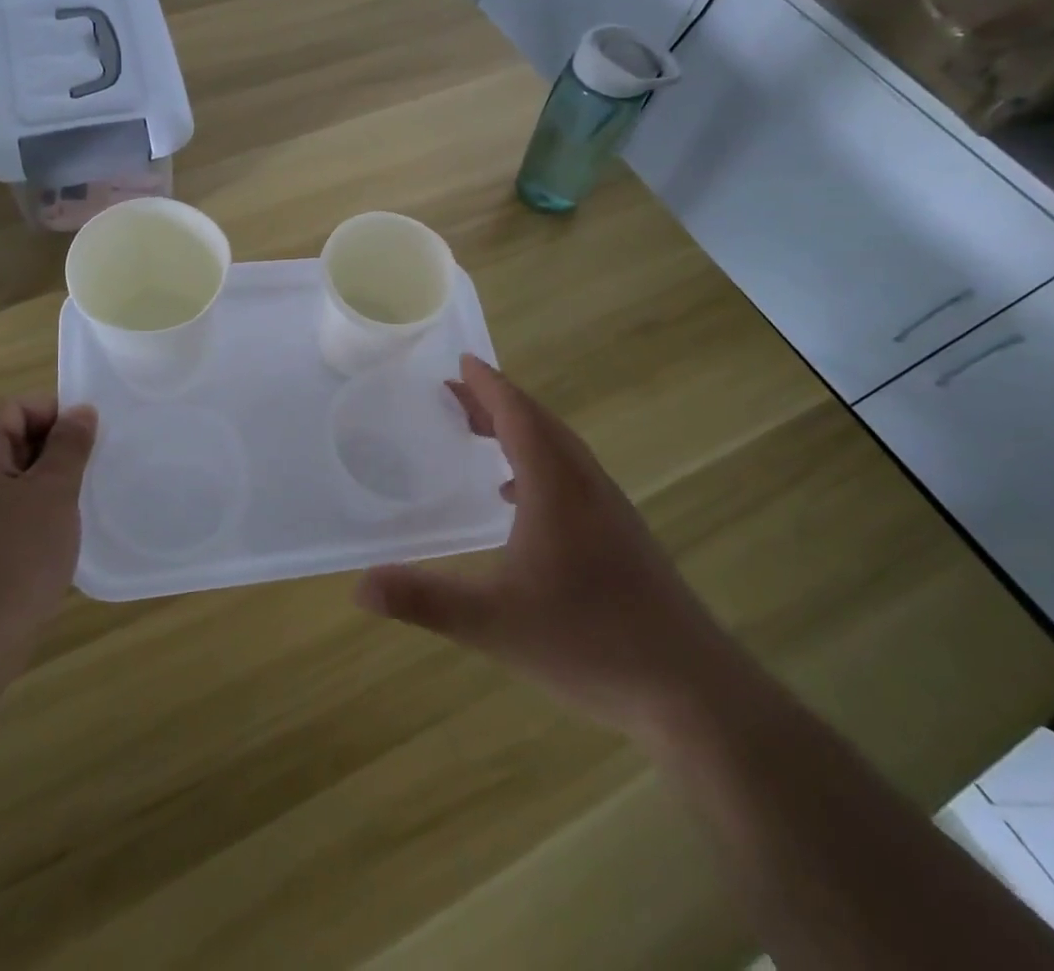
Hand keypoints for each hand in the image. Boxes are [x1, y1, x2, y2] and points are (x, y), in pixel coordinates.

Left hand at [0, 397, 98, 638]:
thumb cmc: (14, 554)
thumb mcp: (54, 492)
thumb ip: (70, 445)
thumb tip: (81, 411)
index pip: (16, 407)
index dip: (57, 418)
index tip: (90, 445)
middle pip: (7, 439)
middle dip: (50, 454)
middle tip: (86, 479)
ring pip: (2, 479)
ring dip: (38, 488)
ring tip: (70, 511)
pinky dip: (20, 516)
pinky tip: (45, 542)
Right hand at [355, 356, 746, 740]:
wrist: (693, 691)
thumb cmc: (590, 643)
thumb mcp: (495, 623)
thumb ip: (426, 600)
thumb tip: (360, 587)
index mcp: (556, 486)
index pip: (518, 415)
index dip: (488, 385)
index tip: (460, 361)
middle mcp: (586, 484)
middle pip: (538, 424)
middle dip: (496, 403)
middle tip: (455, 393)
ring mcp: (610, 510)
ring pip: (559, 449)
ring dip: (518, 431)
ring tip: (480, 435)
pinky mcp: (623, 536)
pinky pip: (572, 477)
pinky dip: (538, 466)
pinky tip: (518, 501)